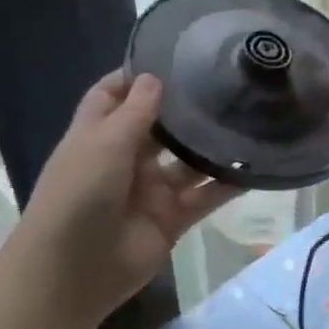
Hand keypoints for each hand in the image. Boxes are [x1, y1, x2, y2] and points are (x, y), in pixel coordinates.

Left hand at [15, 71, 238, 327]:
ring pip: (187, 162)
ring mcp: (150, 191)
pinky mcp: (172, 219)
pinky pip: (204, 197)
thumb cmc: (79, 195)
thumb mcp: (103, 144)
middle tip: (227, 82)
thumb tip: (154, 78)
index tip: (173, 57)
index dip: (137, 77)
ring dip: (211, 146)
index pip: (114, 95)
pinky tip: (255, 167)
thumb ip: (135, 112)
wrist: (74, 271)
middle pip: (158, 127)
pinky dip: (226, 184)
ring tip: (249, 118)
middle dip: (185, 109)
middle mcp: (124, 159)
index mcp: (97, 136)